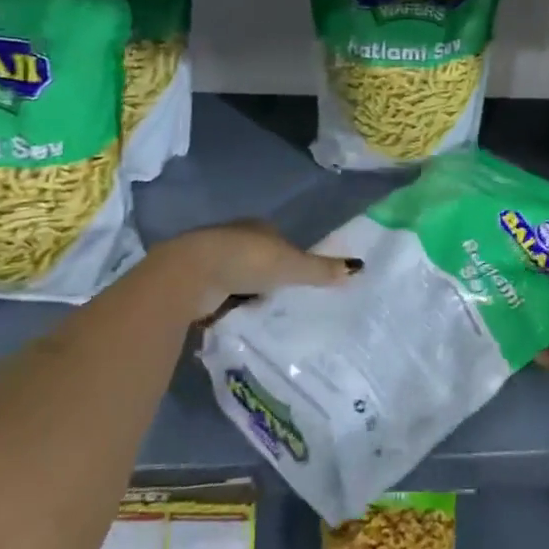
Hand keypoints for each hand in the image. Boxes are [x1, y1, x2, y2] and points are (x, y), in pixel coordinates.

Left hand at [161, 220, 360, 318]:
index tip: (299, 278)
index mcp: (258, 227)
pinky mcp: (195, 283)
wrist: (189, 275)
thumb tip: (360, 268)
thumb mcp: (291, 266)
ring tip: (263, 315)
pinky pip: (219, 297)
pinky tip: (237, 321)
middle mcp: (234, 238)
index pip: (279, 240)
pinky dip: (227, 307)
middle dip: (268, 277)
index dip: (290, 257)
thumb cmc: (245, 261)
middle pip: (258, 259)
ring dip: (246, 293)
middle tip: (285, 301)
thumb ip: (321, 270)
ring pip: (238, 278)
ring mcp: (212, 261)